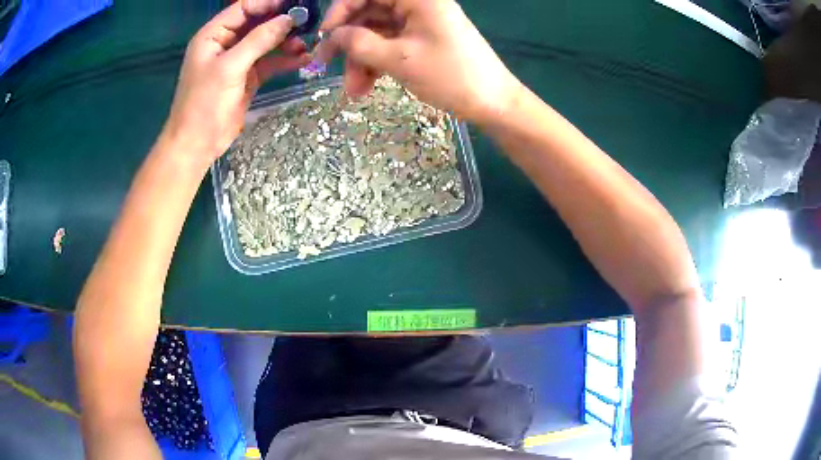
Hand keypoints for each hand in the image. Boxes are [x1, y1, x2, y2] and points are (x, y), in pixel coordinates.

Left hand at [163, 0, 310, 162]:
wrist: (197, 144)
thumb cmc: (204, 104)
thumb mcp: (230, 67)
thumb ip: (259, 40)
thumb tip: (288, 19)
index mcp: (213, 35)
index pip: (244, 8)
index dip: (268, 3)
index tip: (295, 4)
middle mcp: (226, 43)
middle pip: (258, 22)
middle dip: (281, 21)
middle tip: (307, 22)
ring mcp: (237, 61)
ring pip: (266, 42)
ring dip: (286, 42)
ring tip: (305, 44)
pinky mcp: (247, 77)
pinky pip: (269, 62)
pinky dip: (285, 60)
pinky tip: (303, 59)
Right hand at [315, 0, 522, 124]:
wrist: (493, 103)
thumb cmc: (451, 76)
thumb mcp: (400, 59)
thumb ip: (360, 44)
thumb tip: (333, 35)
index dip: (341, 10)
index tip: (325, 35)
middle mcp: (417, 5)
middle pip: (369, 14)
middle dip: (350, 43)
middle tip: (328, 67)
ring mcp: (420, 23)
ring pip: (377, 33)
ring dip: (361, 60)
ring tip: (355, 91)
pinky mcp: (422, 40)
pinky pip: (390, 45)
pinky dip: (376, 63)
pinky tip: (368, 86)